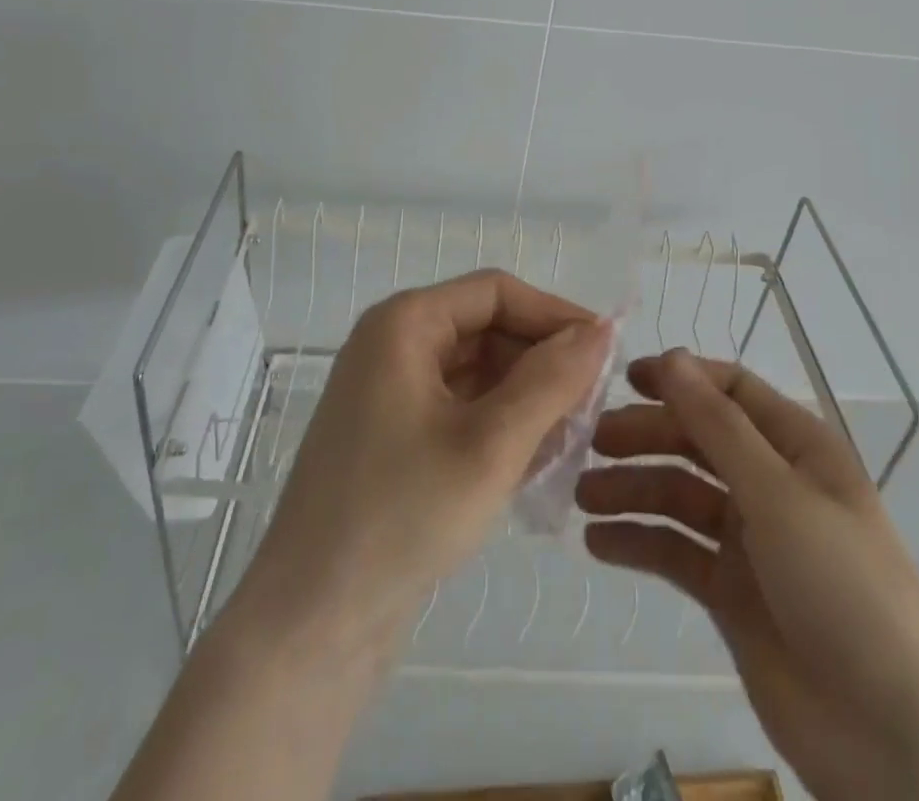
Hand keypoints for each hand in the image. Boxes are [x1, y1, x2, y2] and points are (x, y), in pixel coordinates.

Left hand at [114, 271, 611, 800]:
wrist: (311, 626)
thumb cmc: (402, 517)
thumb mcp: (492, 444)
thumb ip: (552, 380)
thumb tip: (603, 328)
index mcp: (404, 324)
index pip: (496, 292)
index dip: (555, 314)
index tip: (607, 351)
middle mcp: (394, 345)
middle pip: (487, 329)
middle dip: (542, 363)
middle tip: (594, 406)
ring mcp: (391, 392)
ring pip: (478, 372)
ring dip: (527, 398)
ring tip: (573, 440)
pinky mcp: (395, 436)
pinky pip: (461, 408)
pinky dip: (500, 426)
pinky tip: (536, 462)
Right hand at [579, 351, 918, 800]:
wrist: (893, 741)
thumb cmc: (844, 590)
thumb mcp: (778, 495)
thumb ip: (718, 425)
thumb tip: (671, 358)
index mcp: (798, 448)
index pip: (732, 391)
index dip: (681, 378)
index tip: (624, 379)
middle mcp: (772, 484)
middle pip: (697, 440)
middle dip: (646, 435)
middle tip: (591, 442)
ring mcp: (750, 540)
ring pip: (679, 496)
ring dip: (632, 489)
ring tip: (584, 496)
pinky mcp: (730, 592)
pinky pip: (676, 552)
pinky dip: (638, 542)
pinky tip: (598, 543)